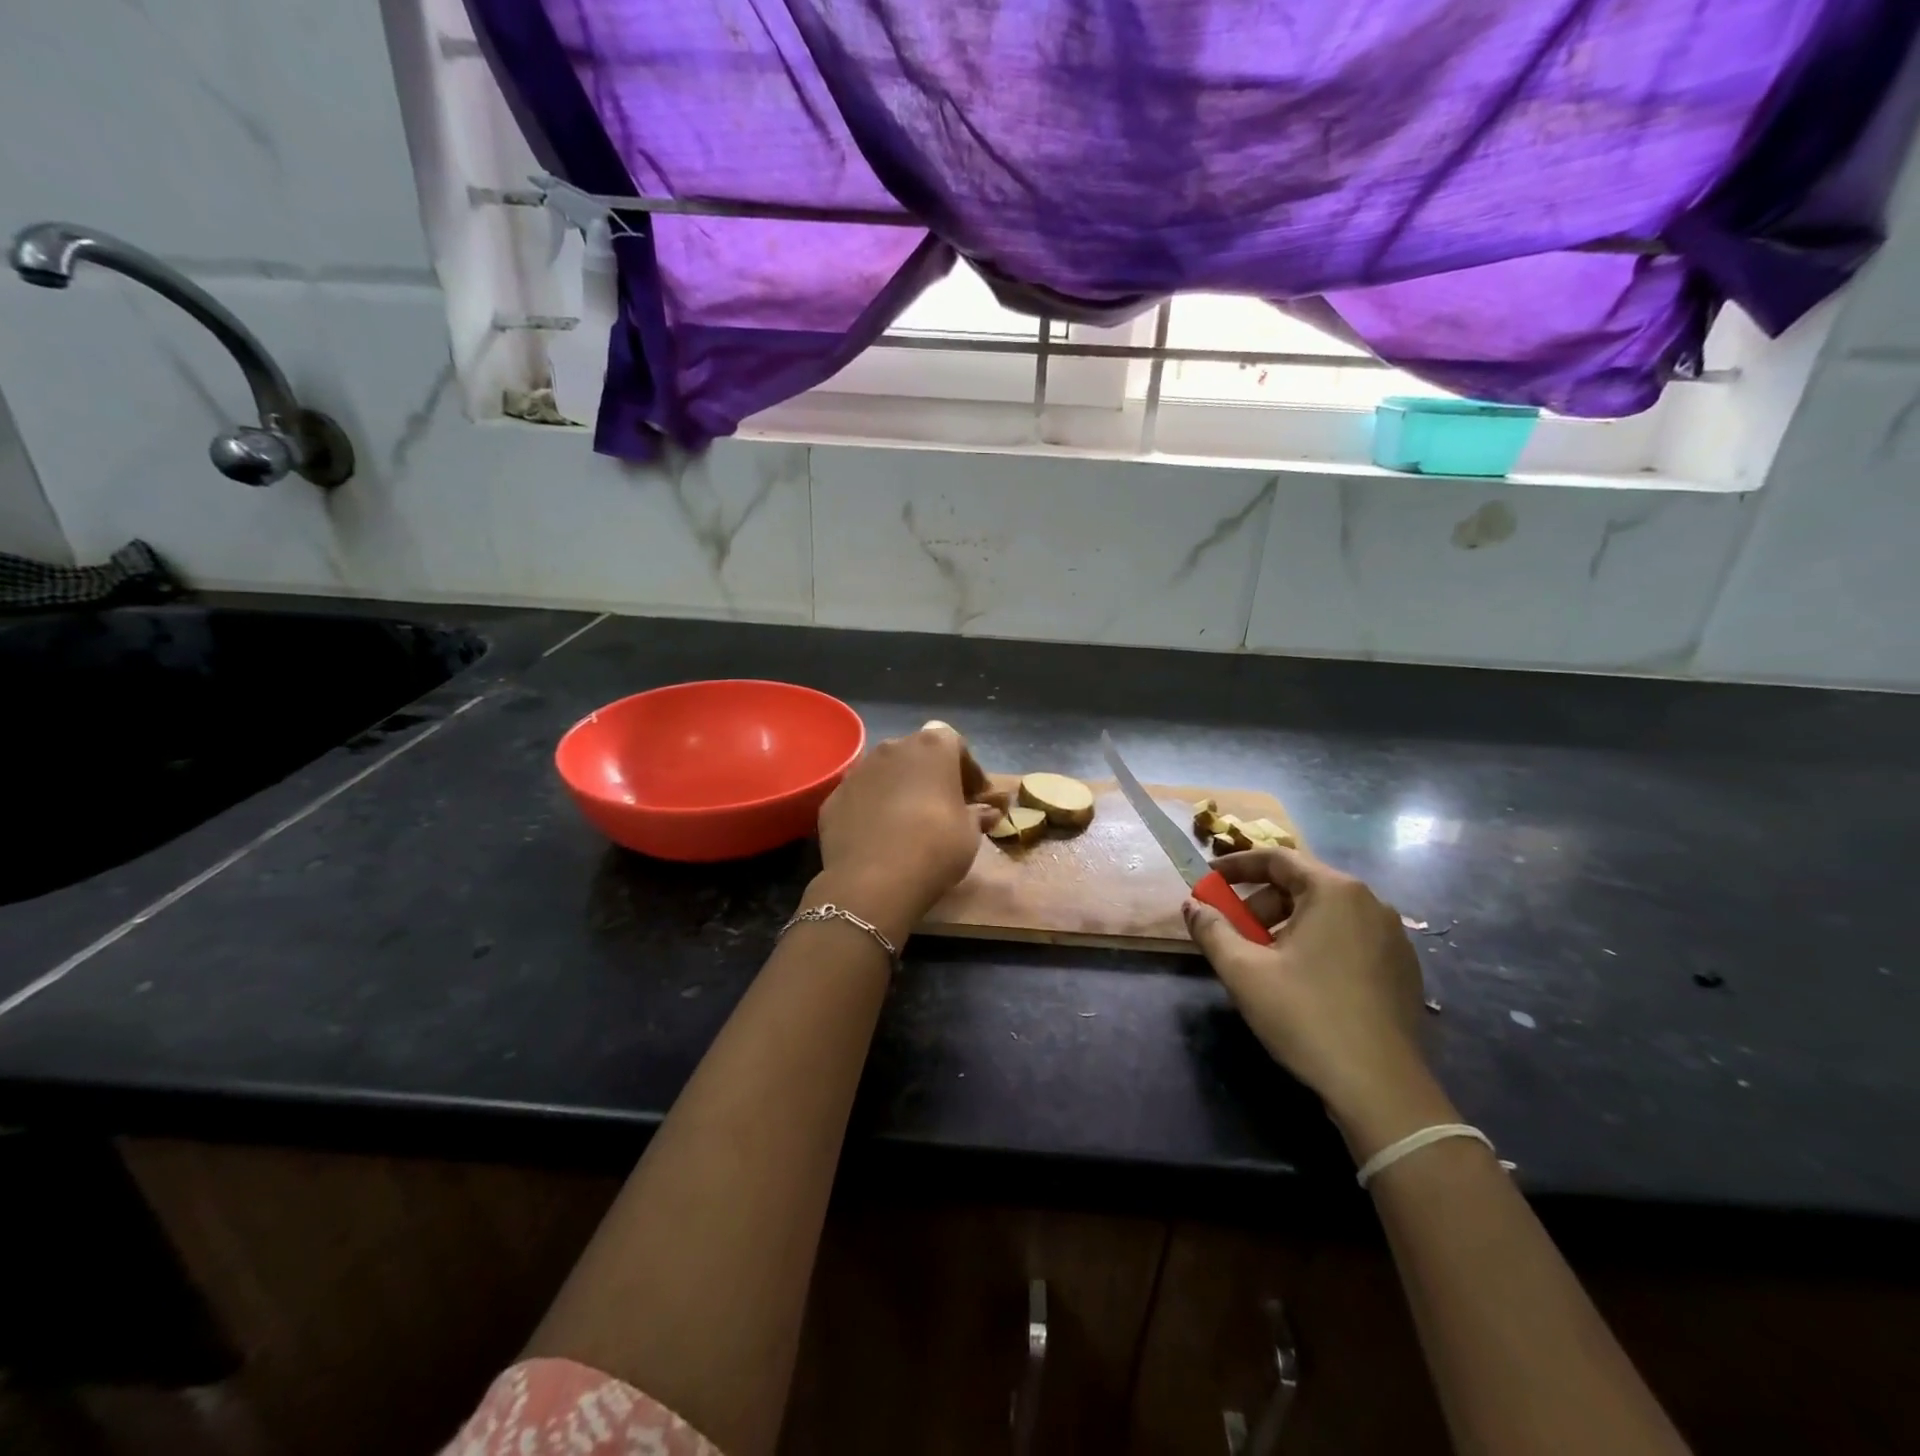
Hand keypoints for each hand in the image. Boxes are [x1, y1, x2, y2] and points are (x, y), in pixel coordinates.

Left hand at [813, 723, 1002, 940]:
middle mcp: (892, 748)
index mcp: (932, 747)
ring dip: (900, 788)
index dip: (967, 768)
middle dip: (932, 774)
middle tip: (944, 805)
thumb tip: (986, 811)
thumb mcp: (970, 834)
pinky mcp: (834, 797)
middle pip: (917, 753)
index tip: (975, 796)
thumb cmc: (934, 847)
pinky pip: (862, 796)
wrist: (873, 881)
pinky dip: (873, 807)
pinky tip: (880, 835)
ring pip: (886, 772)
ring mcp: (858, 771)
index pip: (954, 743)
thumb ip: (978, 815)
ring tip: (909, 821)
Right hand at [1183, 848, 1454, 1157]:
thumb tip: (1192, 905)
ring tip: (1264, 959)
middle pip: (1303, 884)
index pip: (1277, 859)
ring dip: (1287, 924)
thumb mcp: (1243, 970)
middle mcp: (1370, 903)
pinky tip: (1302, 979)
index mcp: (1335, 891)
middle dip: (1260, 902)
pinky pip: (1350, 937)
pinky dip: (1317, 943)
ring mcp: (1393, 937)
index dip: (1237, 865)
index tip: (1209, 879)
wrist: (1381, 1088)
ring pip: (1327, 913)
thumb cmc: (1306, 1016)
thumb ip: (1211, 929)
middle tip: (1234, 930)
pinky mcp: (1403, 969)